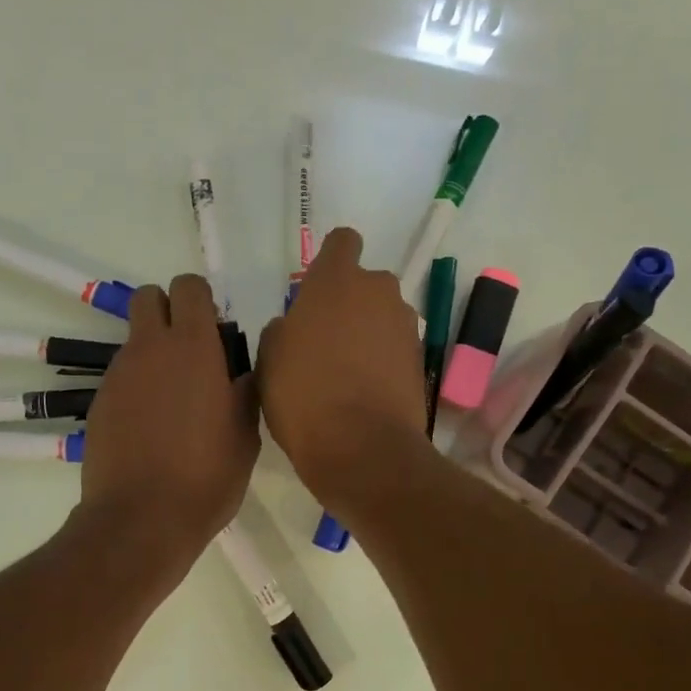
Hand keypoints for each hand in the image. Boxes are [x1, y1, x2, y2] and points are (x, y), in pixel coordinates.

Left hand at [79, 273, 259, 558]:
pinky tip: (151, 428)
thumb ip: (245, 388)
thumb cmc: (207, 476)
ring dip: (155, 354)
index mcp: (193, 347)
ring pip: (135, 340)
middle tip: (192, 352)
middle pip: (149, 298)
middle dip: (169, 310)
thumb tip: (243, 368)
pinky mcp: (99, 403)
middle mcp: (150, 349)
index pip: (189, 288)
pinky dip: (138, 387)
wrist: (142, 519)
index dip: (202, 300)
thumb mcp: (246, 433)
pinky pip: (122, 377)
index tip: (216, 331)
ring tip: (175, 404)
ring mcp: (118, 375)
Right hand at [258, 228, 425, 506]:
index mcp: (337, 280)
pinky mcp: (420, 360)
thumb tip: (297, 327)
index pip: (342, 242)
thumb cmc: (303, 395)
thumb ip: (284, 329)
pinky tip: (362, 392)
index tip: (315, 292)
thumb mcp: (269, 358)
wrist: (362, 448)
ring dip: (366, 334)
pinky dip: (381, 362)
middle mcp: (379, 291)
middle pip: (364, 285)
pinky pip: (394, 349)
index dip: (330, 261)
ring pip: (381, 317)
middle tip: (323, 342)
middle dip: (348, 304)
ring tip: (343, 374)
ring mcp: (405, 326)